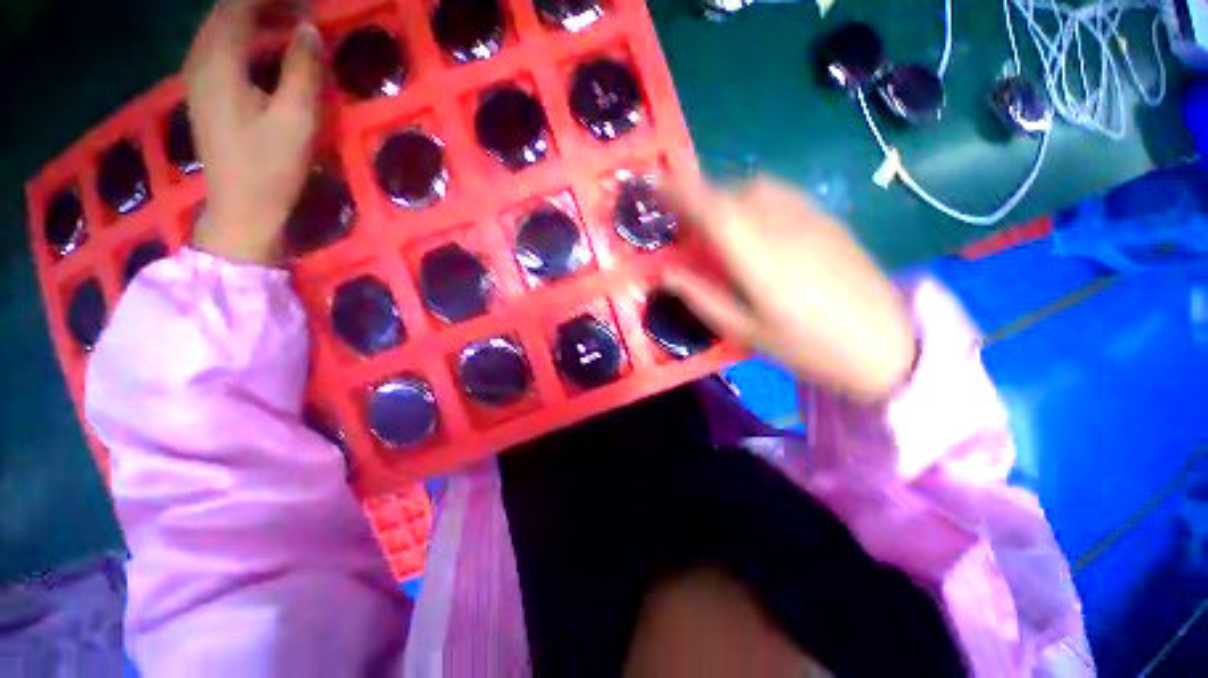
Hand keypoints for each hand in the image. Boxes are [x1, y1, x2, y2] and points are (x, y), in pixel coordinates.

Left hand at [185, 0, 322, 263]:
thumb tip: (310, 29)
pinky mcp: (204, 94)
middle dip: (259, 4)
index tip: (303, 3)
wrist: (241, 209)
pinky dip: (241, 37)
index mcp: (220, 63)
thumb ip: (302, 70)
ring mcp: (198, 79)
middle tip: (298, 10)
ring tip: (285, 21)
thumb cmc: (271, 167)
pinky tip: (261, 47)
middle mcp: (200, 61)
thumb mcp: (296, 119)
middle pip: (224, 13)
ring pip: (219, 29)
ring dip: (250, 18)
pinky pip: (217, 48)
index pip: (238, 6)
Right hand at [663, 177, 915, 402]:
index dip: (679, 191)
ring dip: (726, 196)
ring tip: (716, 222)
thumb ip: (702, 298)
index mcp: (758, 258)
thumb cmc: (808, 347)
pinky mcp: (828, 219)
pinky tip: (754, 223)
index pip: (711, 209)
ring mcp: (810, 218)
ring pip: (755, 187)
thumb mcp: (746, 331)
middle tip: (682, 219)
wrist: (886, 345)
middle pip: (730, 193)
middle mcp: (782, 226)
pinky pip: (780, 193)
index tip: (656, 183)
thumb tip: (665, 275)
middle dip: (698, 196)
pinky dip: (753, 197)